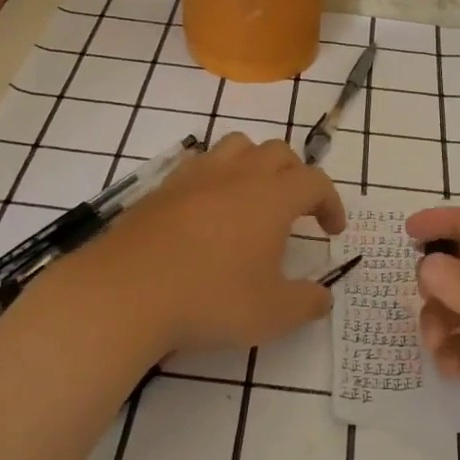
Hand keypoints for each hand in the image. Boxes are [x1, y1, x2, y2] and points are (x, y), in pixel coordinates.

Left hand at [60, 134, 345, 359]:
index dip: (330, 202)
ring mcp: (197, 175)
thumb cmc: (210, 299)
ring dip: (255, 164)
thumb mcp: (271, 314)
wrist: (127, 292)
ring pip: (237, 146)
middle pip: (279, 152)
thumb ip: (306, 303)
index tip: (332, 231)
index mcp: (272, 197)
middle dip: (296, 176)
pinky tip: (208, 208)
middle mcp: (238, 174)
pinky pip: (199, 163)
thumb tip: (323, 297)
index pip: (315, 182)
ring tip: (253, 197)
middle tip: (296, 210)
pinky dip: (216, 176)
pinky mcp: (163, 186)